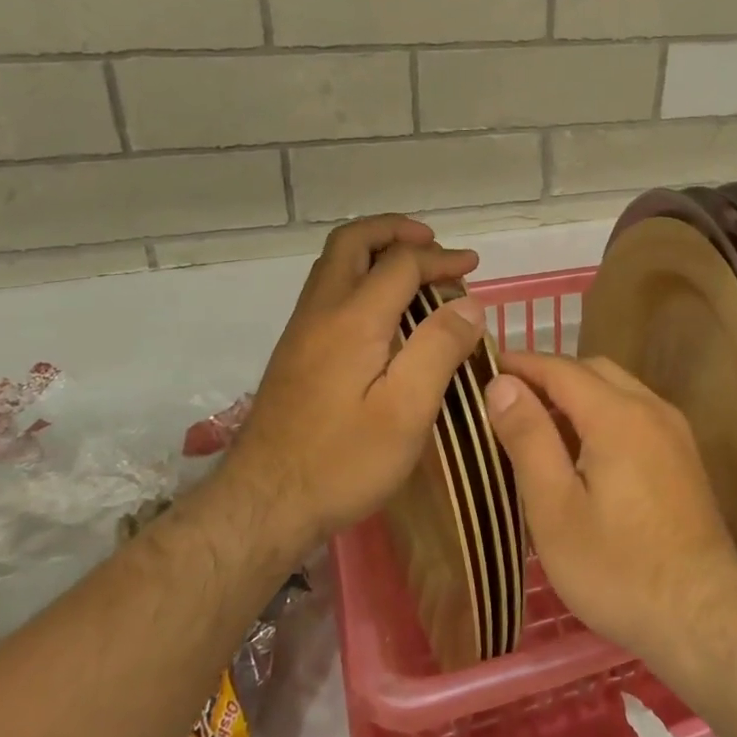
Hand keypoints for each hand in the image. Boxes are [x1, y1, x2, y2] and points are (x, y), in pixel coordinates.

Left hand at [221, 215, 485, 547]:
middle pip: (351, 242)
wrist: (262, 505)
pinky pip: (330, 291)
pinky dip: (362, 278)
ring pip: (335, 265)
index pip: (400, 263)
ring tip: (415, 270)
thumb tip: (469, 304)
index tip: (474, 266)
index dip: (441, 258)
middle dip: (394, 231)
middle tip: (432, 243)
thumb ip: (439, 349)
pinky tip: (386, 312)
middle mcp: (321, 312)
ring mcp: (302, 332)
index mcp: (353, 320)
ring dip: (376, 252)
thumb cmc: (342, 461)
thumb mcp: (407, 411)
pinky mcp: (296, 354)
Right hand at [484, 351, 736, 668]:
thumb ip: (529, 439)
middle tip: (508, 400)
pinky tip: (583, 450)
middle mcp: (651, 408)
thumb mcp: (555, 508)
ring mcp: (674, 431)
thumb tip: (502, 384)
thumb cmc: (617, 568)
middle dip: (549, 375)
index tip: (483, 368)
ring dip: (578, 394)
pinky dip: (603, 413)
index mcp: (618, 415)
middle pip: (593, 370)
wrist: (703, 616)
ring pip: (618, 389)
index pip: (561, 368)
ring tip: (538, 424)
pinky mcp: (684, 456)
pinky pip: (636, 413)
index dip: (521, 364)